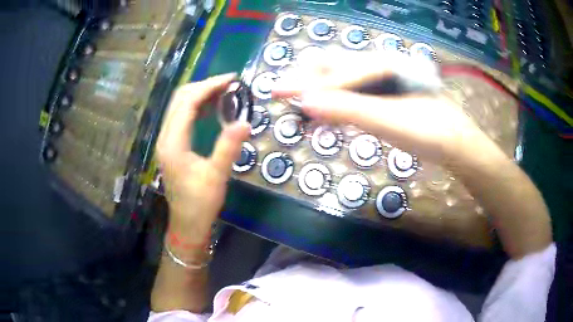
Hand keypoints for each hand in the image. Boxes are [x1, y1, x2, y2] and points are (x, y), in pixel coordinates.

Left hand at [156, 74, 250, 245]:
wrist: (187, 224)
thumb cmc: (200, 203)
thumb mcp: (216, 176)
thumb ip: (228, 147)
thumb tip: (245, 122)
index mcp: (173, 142)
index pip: (187, 102)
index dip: (209, 86)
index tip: (231, 79)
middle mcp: (165, 137)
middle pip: (180, 99)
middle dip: (204, 86)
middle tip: (229, 84)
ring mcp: (166, 141)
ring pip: (179, 106)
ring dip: (200, 95)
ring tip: (224, 91)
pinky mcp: (171, 146)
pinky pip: (181, 117)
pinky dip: (197, 107)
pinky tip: (212, 108)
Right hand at [273, 53, 486, 163]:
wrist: (456, 144)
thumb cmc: (428, 131)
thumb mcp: (387, 120)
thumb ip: (347, 108)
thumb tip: (304, 102)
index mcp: (381, 64)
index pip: (334, 72)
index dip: (304, 83)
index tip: (275, 92)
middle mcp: (379, 66)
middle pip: (334, 67)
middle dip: (306, 79)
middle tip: (282, 92)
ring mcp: (383, 81)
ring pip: (342, 80)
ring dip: (318, 90)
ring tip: (298, 103)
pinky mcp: (386, 96)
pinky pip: (354, 94)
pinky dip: (336, 102)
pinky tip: (326, 113)